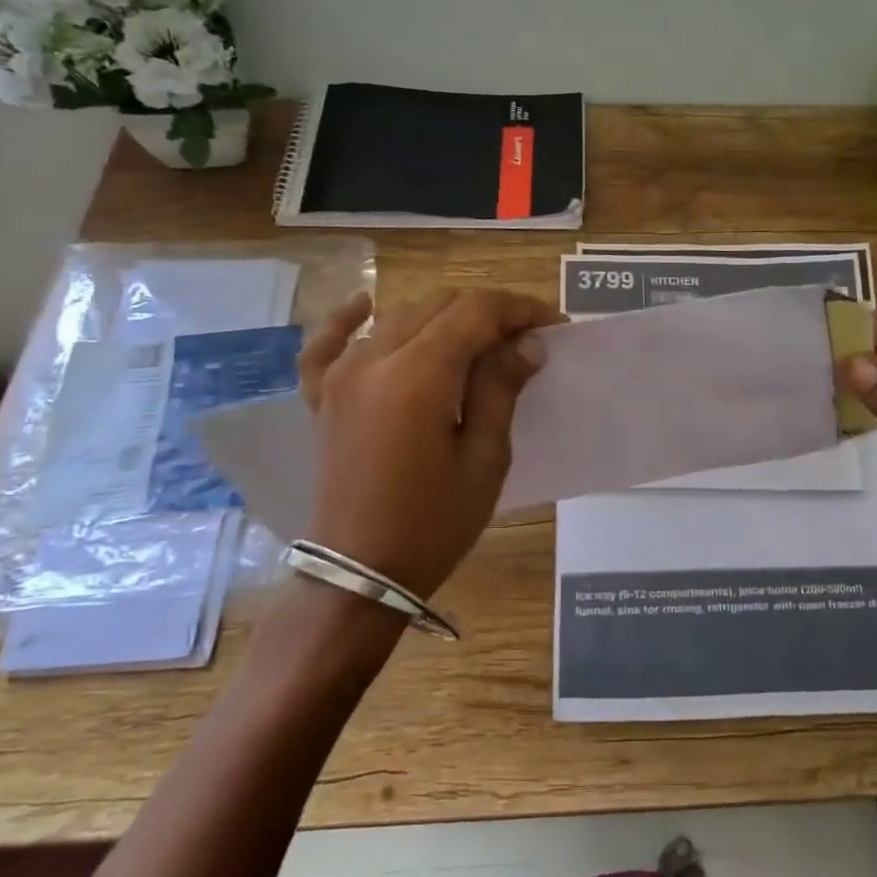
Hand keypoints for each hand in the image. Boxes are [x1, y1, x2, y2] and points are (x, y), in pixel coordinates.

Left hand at [297, 288, 562, 598]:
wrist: (361, 573)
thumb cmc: (434, 523)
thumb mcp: (484, 458)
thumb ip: (500, 389)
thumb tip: (526, 344)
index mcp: (418, 375)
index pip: (475, 312)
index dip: (519, 310)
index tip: (553, 325)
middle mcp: (374, 360)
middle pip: (438, 306)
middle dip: (487, 312)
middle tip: (524, 338)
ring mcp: (340, 376)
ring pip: (397, 317)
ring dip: (442, 317)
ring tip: (479, 339)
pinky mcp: (323, 397)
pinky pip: (327, 344)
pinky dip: (348, 320)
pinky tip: (366, 303)